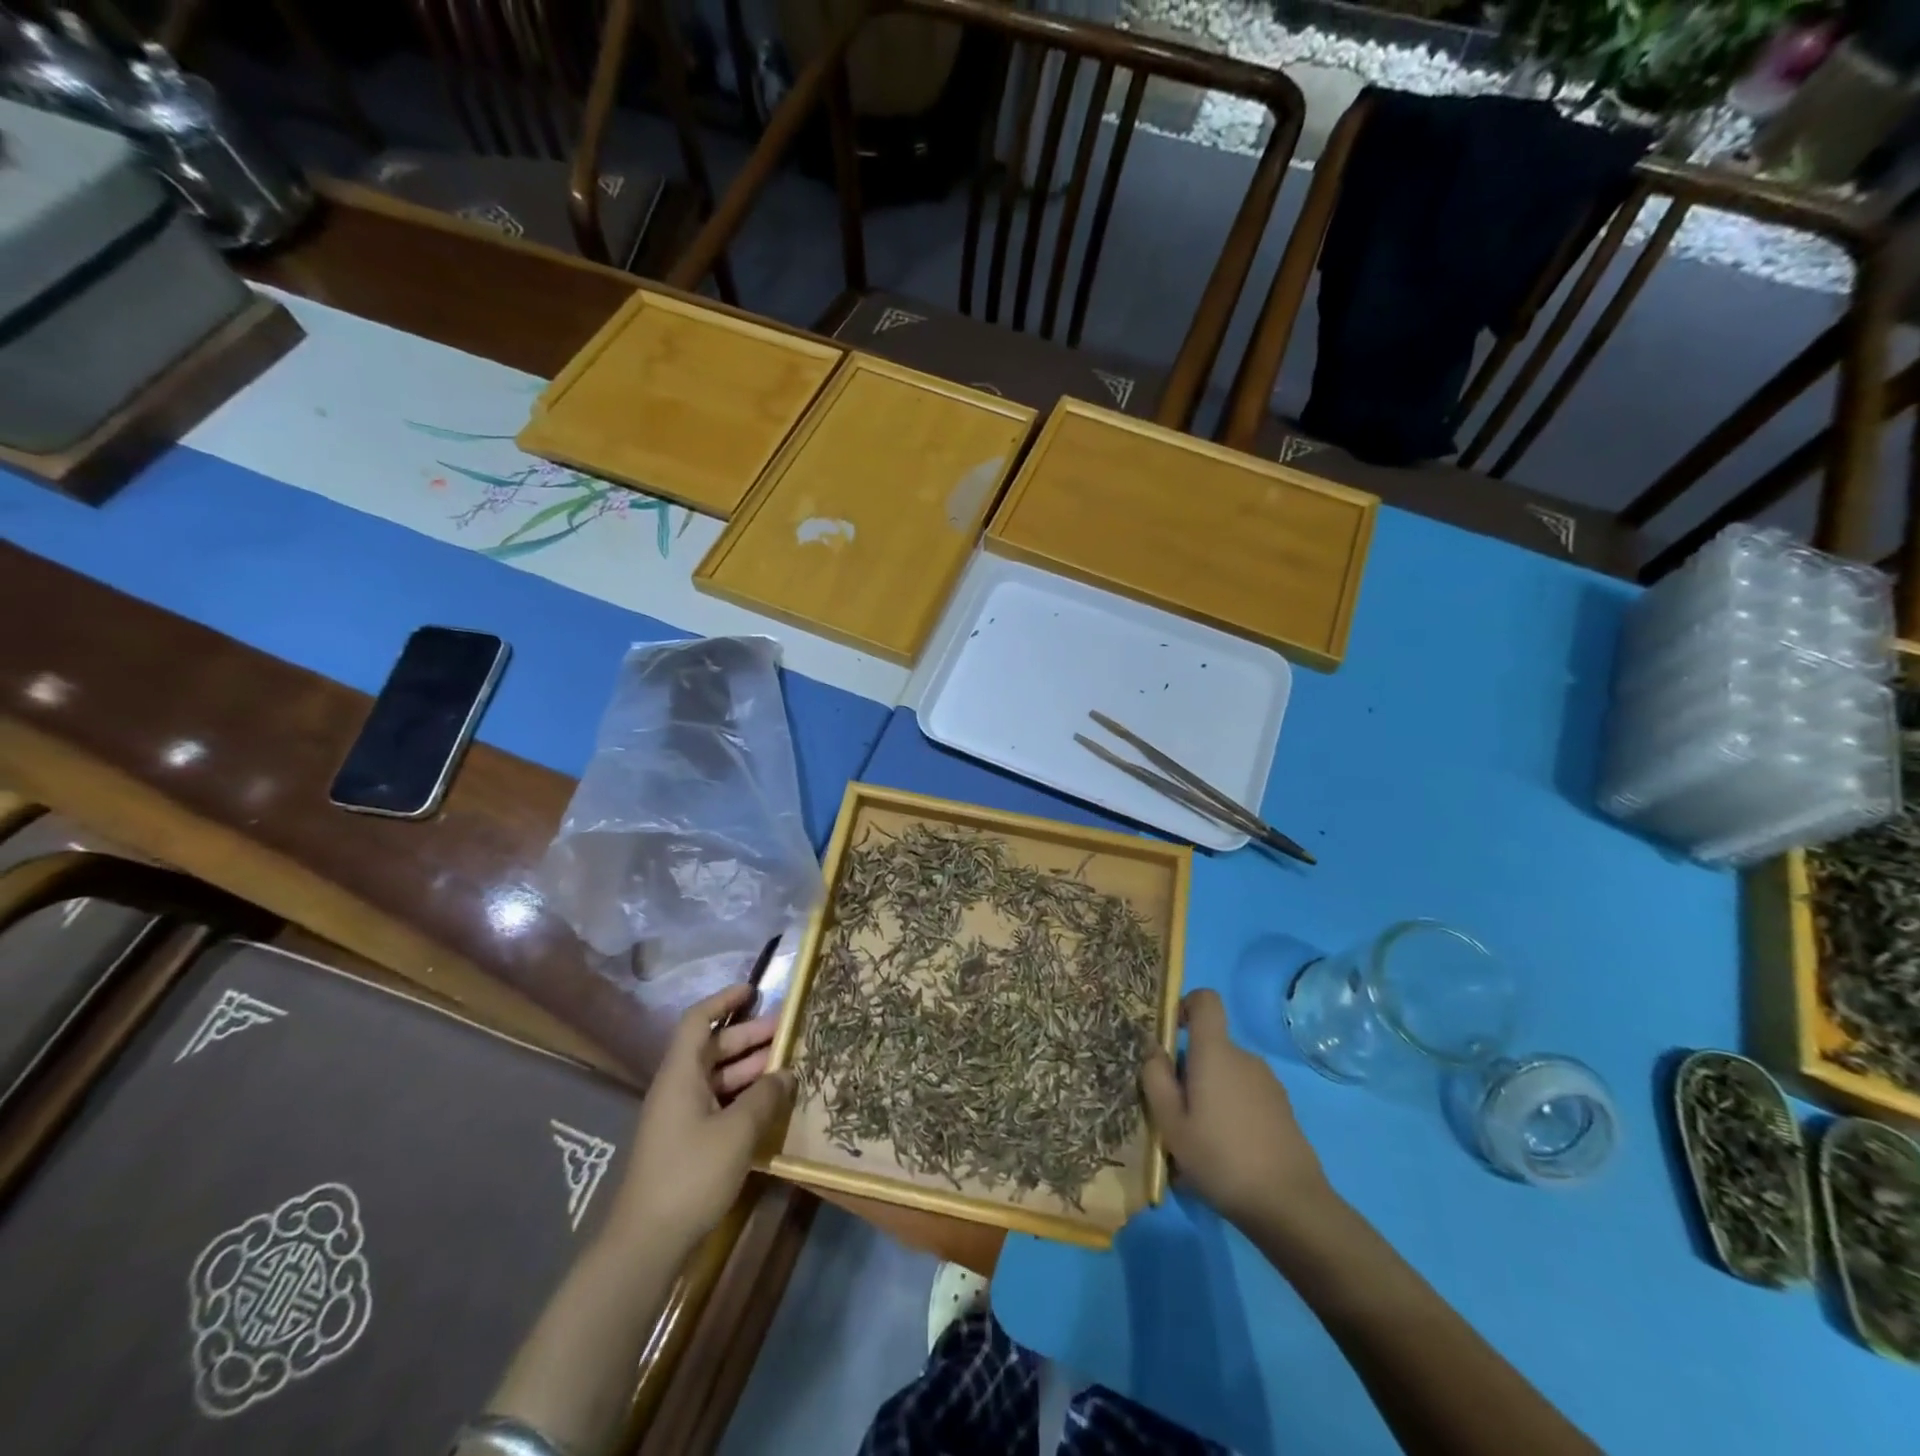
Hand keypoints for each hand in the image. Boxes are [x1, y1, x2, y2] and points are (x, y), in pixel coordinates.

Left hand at [608, 984, 793, 1253]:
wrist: (646, 1243)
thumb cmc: (691, 1175)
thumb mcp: (737, 1132)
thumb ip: (764, 1097)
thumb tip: (786, 1074)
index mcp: (681, 1074)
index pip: (698, 1021)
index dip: (724, 1001)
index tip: (754, 991)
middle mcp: (678, 1088)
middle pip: (713, 1048)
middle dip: (750, 1037)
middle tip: (788, 1032)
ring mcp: (681, 1117)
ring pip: (719, 1077)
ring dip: (751, 1068)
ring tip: (789, 1066)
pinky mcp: (687, 1143)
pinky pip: (718, 1103)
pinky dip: (744, 1096)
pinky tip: (771, 1104)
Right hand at [1141, 989, 1335, 1232]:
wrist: (1291, 1205)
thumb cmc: (1221, 1159)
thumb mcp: (1171, 1124)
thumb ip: (1156, 1080)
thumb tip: (1155, 1050)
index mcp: (1215, 1052)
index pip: (1206, 1000)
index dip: (1186, 1005)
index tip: (1170, 1034)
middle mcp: (1244, 1057)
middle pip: (1210, 1046)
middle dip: (1190, 1069)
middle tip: (1176, 1112)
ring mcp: (1268, 1083)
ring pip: (1227, 1074)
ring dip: (1210, 1094)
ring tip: (1200, 1139)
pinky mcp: (1283, 1109)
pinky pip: (1246, 1095)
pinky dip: (1232, 1111)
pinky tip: (1228, 1152)